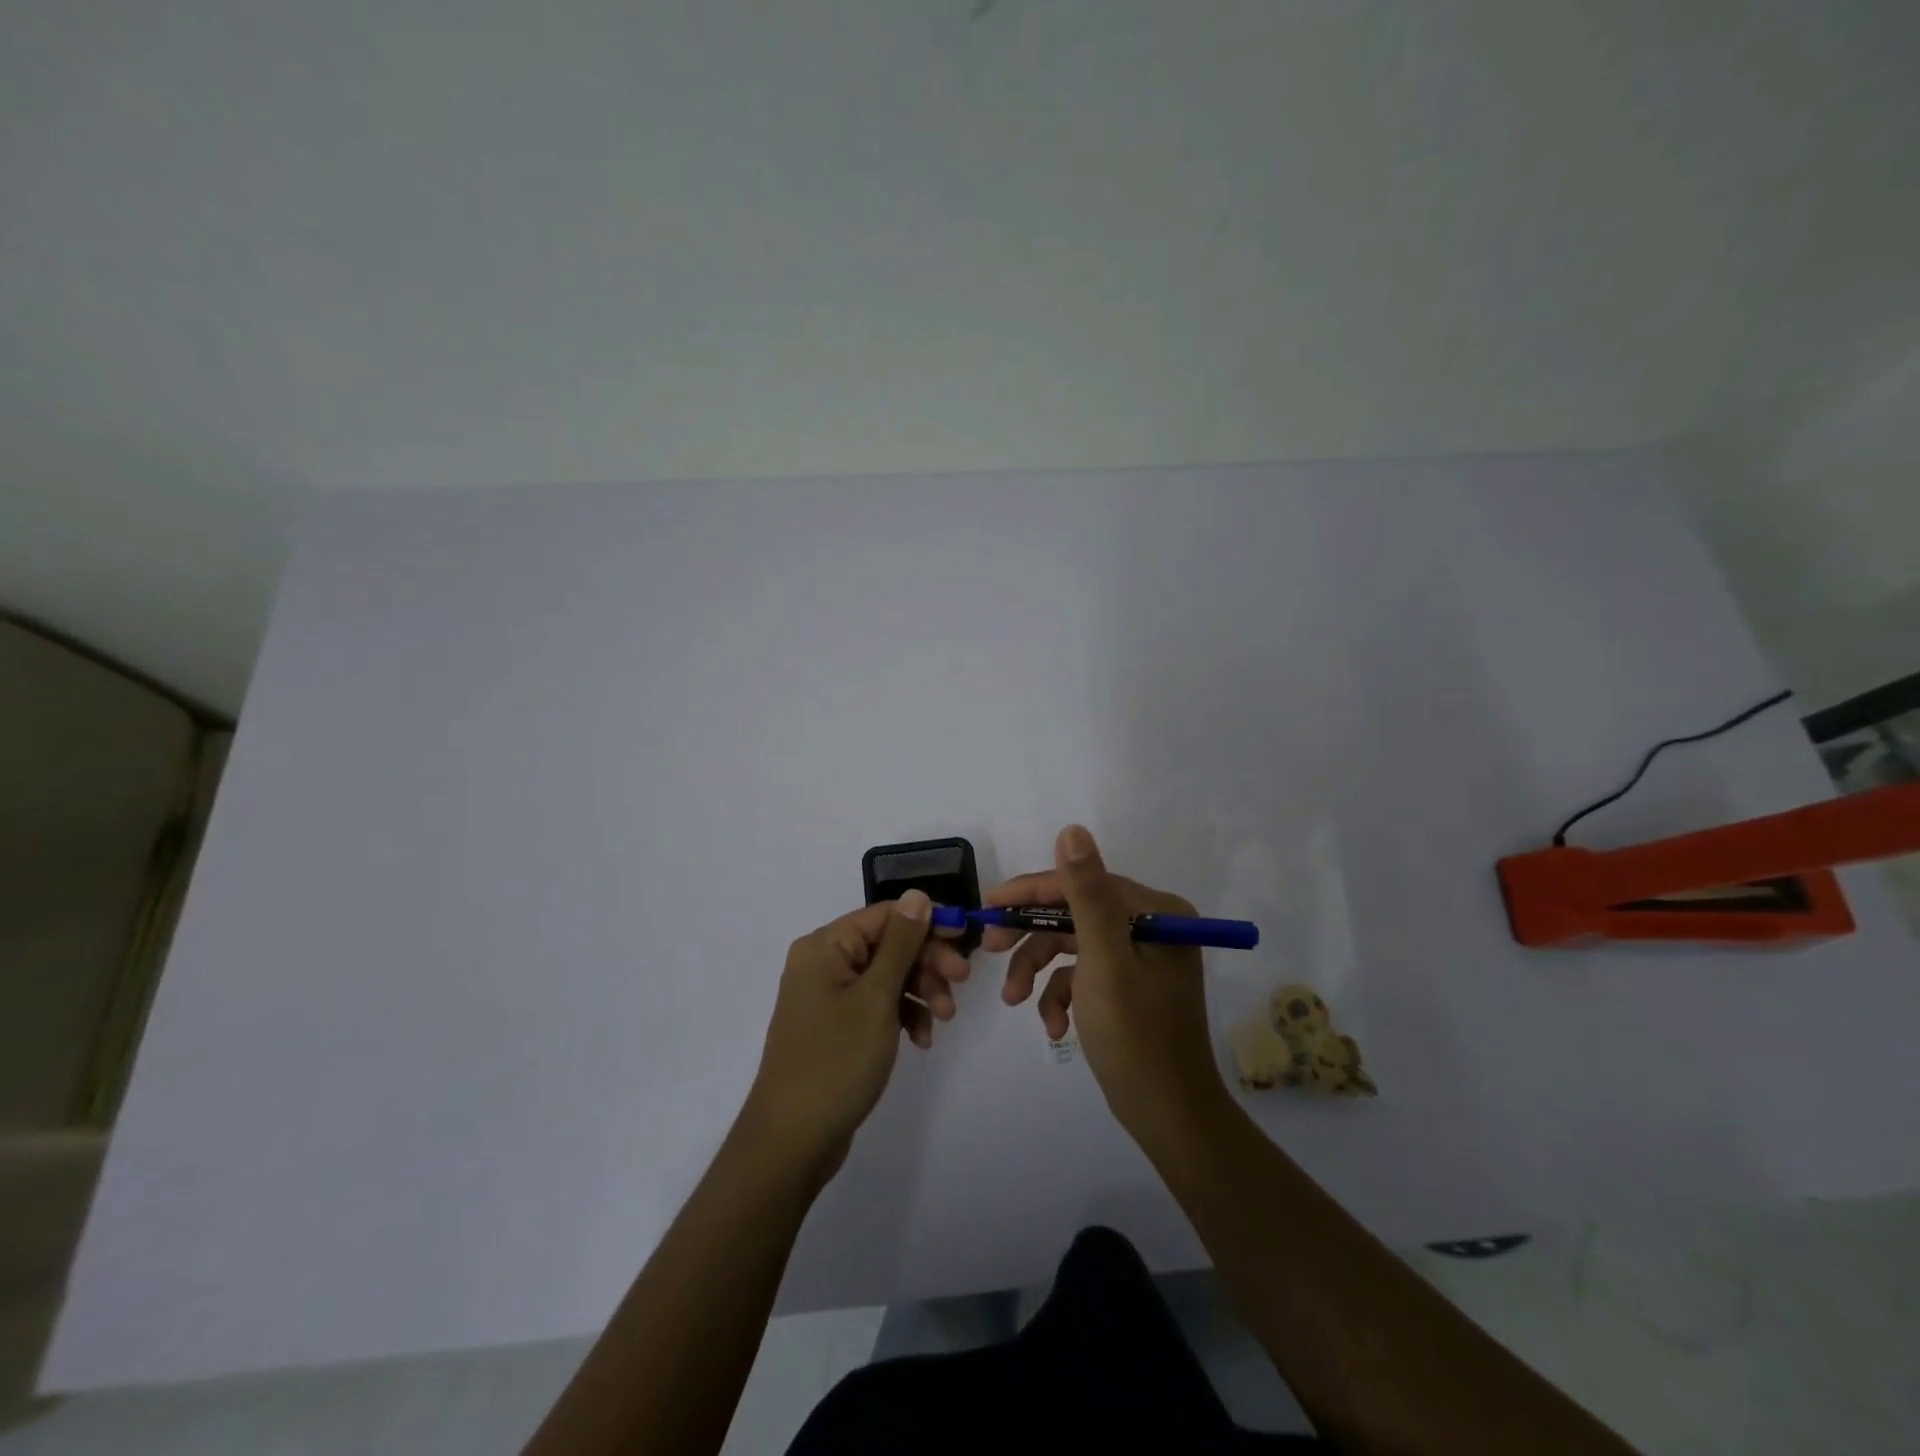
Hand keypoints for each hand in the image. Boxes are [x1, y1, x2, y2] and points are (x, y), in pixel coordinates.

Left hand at [741, 890, 966, 1178]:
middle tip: (961, 984)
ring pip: (888, 976)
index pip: (886, 915)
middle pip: (889, 944)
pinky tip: (921, 1040)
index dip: (927, 924)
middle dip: (927, 963)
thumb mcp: (877, 997)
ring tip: (944, 1020)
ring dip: (921, 991)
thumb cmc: (836, 1060)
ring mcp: (829, 996)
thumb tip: (918, 895)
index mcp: (825, 946)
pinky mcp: (837, 1026)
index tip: (965, 941)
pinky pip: (878, 1005)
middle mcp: (824, 963)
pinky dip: (903, 1016)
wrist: (792, 1141)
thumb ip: (901, 943)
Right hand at [987, 825, 1227, 1138]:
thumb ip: (1086, 895)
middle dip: (1031, 936)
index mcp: (1155, 912)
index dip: (1031, 892)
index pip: (1081, 884)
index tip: (988, 905)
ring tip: (1015, 1001)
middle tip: (991, 949)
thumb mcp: (1104, 962)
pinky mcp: (1127, 986)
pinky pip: (1083, 976)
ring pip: (1072, 946)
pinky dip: (1061, 995)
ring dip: (1040, 971)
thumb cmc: (1136, 1037)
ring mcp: (1138, 957)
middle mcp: (1150, 926)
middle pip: (1074, 914)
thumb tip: (1072, 829)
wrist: (1169, 1118)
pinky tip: (1053, 1026)